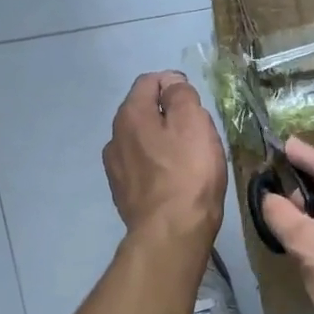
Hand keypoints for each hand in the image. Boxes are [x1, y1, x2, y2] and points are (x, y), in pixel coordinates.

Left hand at [102, 71, 226, 253]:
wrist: (171, 232)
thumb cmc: (188, 173)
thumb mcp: (194, 122)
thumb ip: (181, 95)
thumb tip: (171, 83)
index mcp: (130, 114)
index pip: (149, 81)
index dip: (174, 83)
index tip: (197, 102)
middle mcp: (115, 137)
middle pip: (144, 111)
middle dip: (169, 114)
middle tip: (198, 131)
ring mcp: (116, 168)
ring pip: (142, 140)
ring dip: (162, 141)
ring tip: (188, 158)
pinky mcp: (124, 193)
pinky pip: (142, 167)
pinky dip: (157, 165)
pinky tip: (174, 180)